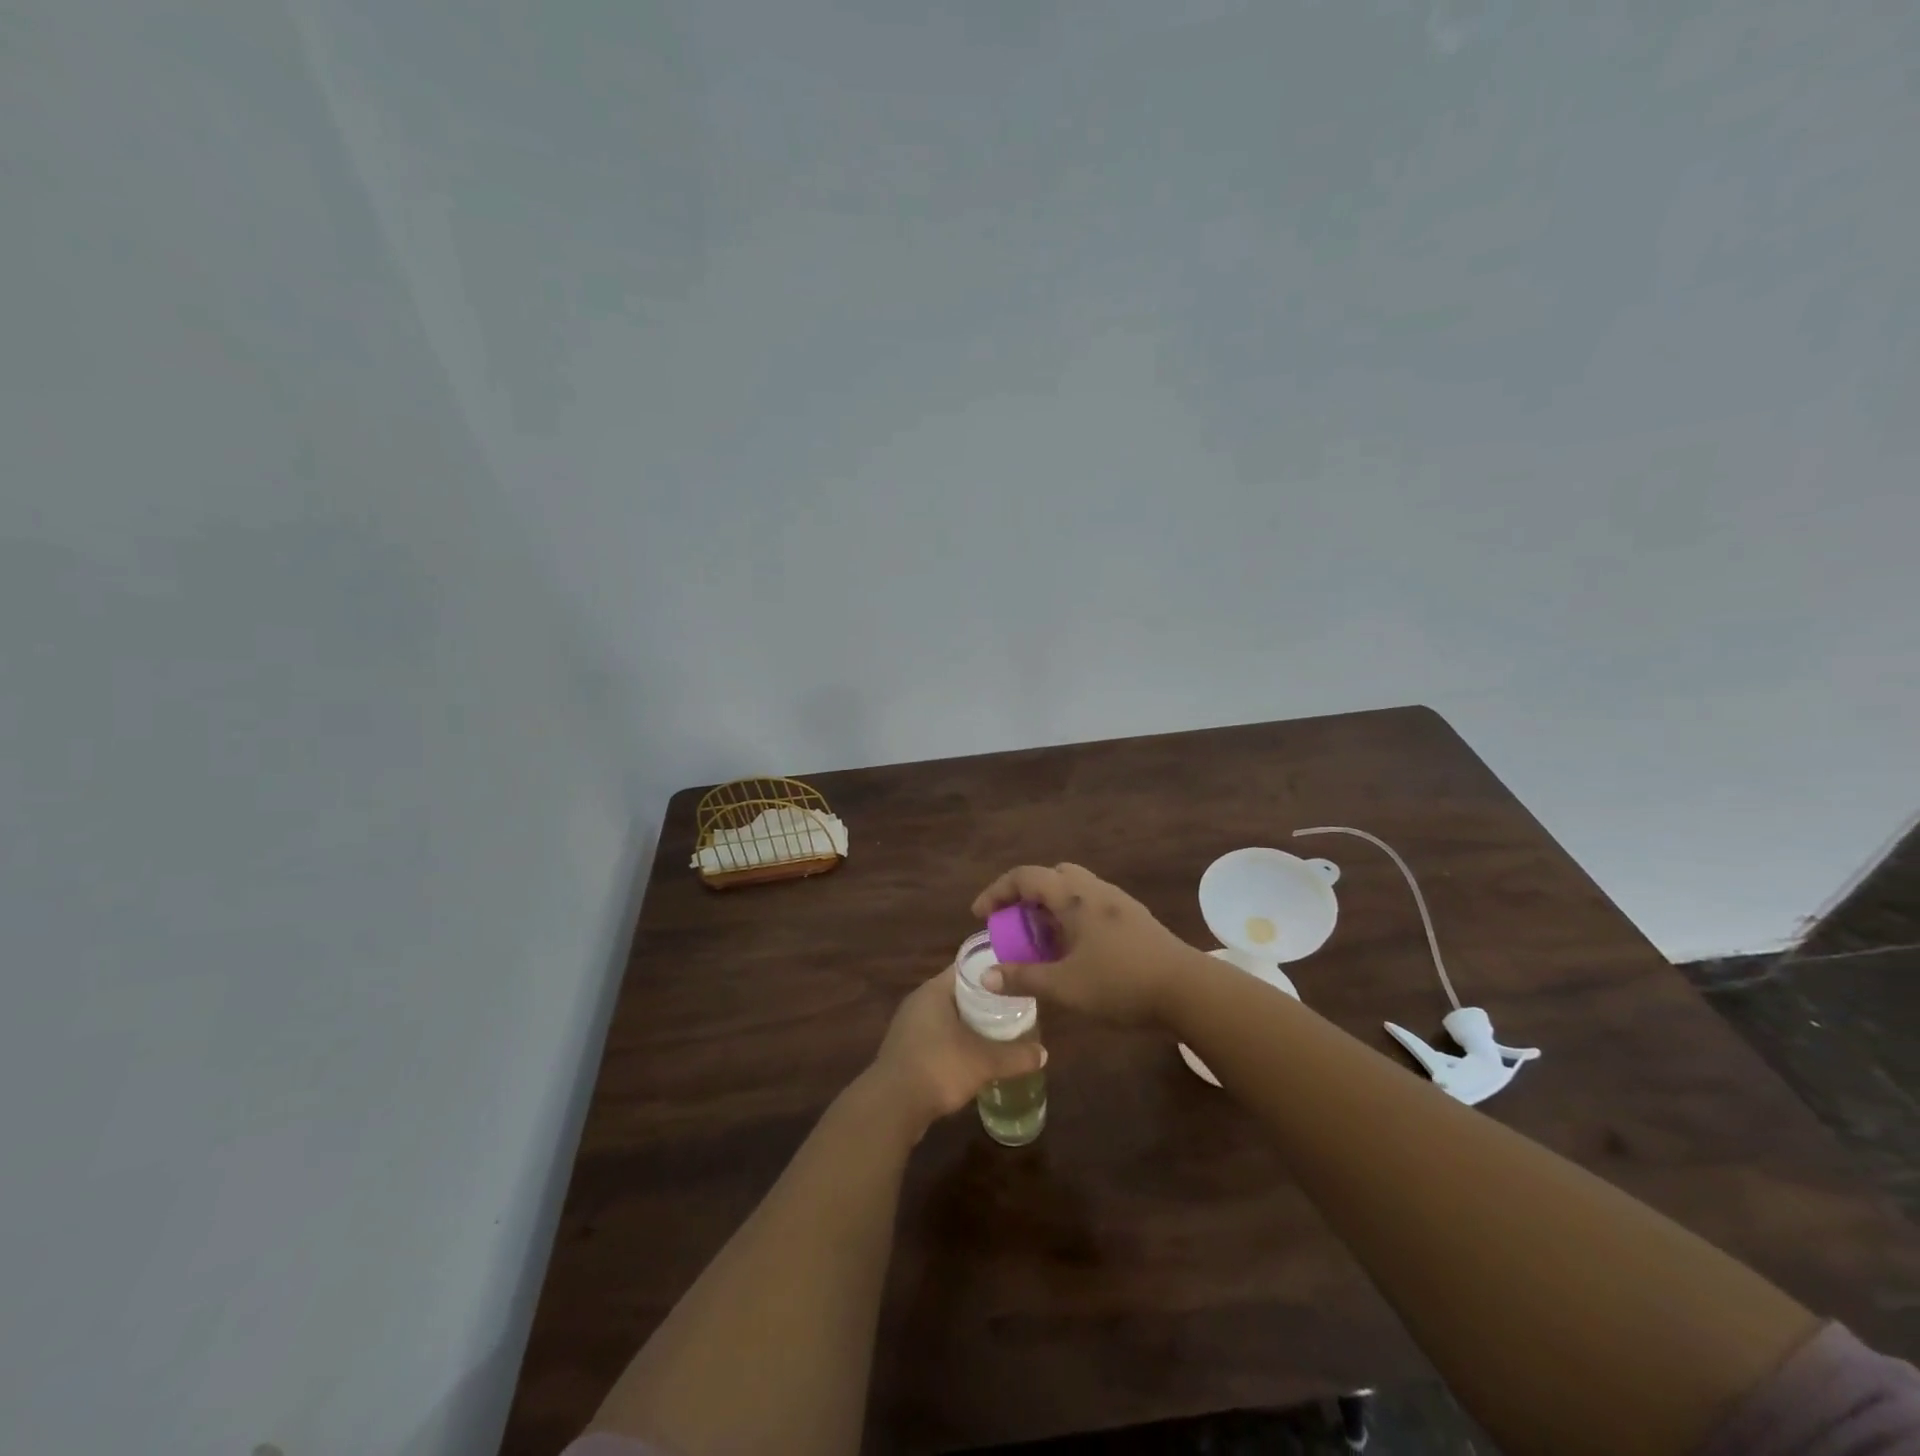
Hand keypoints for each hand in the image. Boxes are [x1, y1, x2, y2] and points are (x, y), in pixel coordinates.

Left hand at [867, 968, 1046, 1134]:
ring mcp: (910, 1027)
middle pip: (959, 993)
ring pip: (948, 1018)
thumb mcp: (984, 1061)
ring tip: (1000, 1031)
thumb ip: (1015, 1055)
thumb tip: (1044, 1053)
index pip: (967, 969)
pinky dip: (957, 1043)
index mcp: (935, 991)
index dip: (993, 972)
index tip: (1016, 978)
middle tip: (1015, 1007)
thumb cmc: (938, 1067)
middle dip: (986, 1001)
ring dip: (970, 1024)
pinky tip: (975, 1057)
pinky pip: (938, 1038)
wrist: (891, 1106)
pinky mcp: (906, 1051)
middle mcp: (919, 1002)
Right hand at [971, 863, 1203, 1025]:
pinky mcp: (1136, 918)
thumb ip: (1023, 978)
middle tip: (1016, 925)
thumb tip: (985, 976)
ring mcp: (1119, 902)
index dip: (997, 891)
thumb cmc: (1120, 983)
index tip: (980, 915)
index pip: (1025, 877)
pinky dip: (1073, 917)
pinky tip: (1077, 951)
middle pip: (1052, 875)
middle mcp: (1094, 890)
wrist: (1187, 990)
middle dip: (1027, 895)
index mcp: (1073, 897)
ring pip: (1075, 890)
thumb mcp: (1064, 986)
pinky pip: (1093, 905)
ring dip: (1052, 907)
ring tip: (1043, 942)